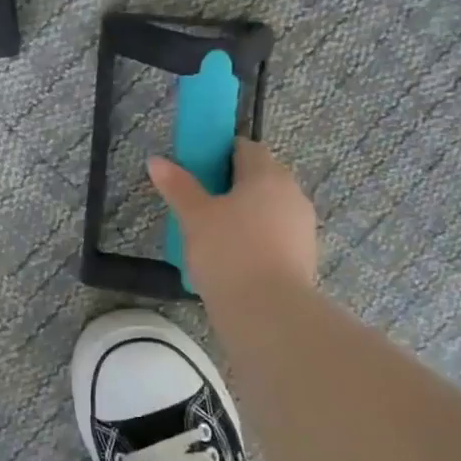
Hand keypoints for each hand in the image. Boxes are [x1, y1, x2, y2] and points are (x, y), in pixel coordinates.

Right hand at [147, 138, 318, 298]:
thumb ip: (177, 186)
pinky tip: (233, 260)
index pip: (245, 148)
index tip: (196, 171)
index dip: (219, 154)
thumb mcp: (194, 217)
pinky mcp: (304, 257)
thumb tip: (156, 161)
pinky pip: (274, 237)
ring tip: (213, 237)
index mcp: (267, 174)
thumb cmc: (229, 252)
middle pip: (259, 178)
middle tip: (199, 205)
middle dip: (231, 186)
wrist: (269, 312)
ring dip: (244, 215)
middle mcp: (292, 193)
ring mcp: (302, 226)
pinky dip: (255, 241)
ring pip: (268, 209)